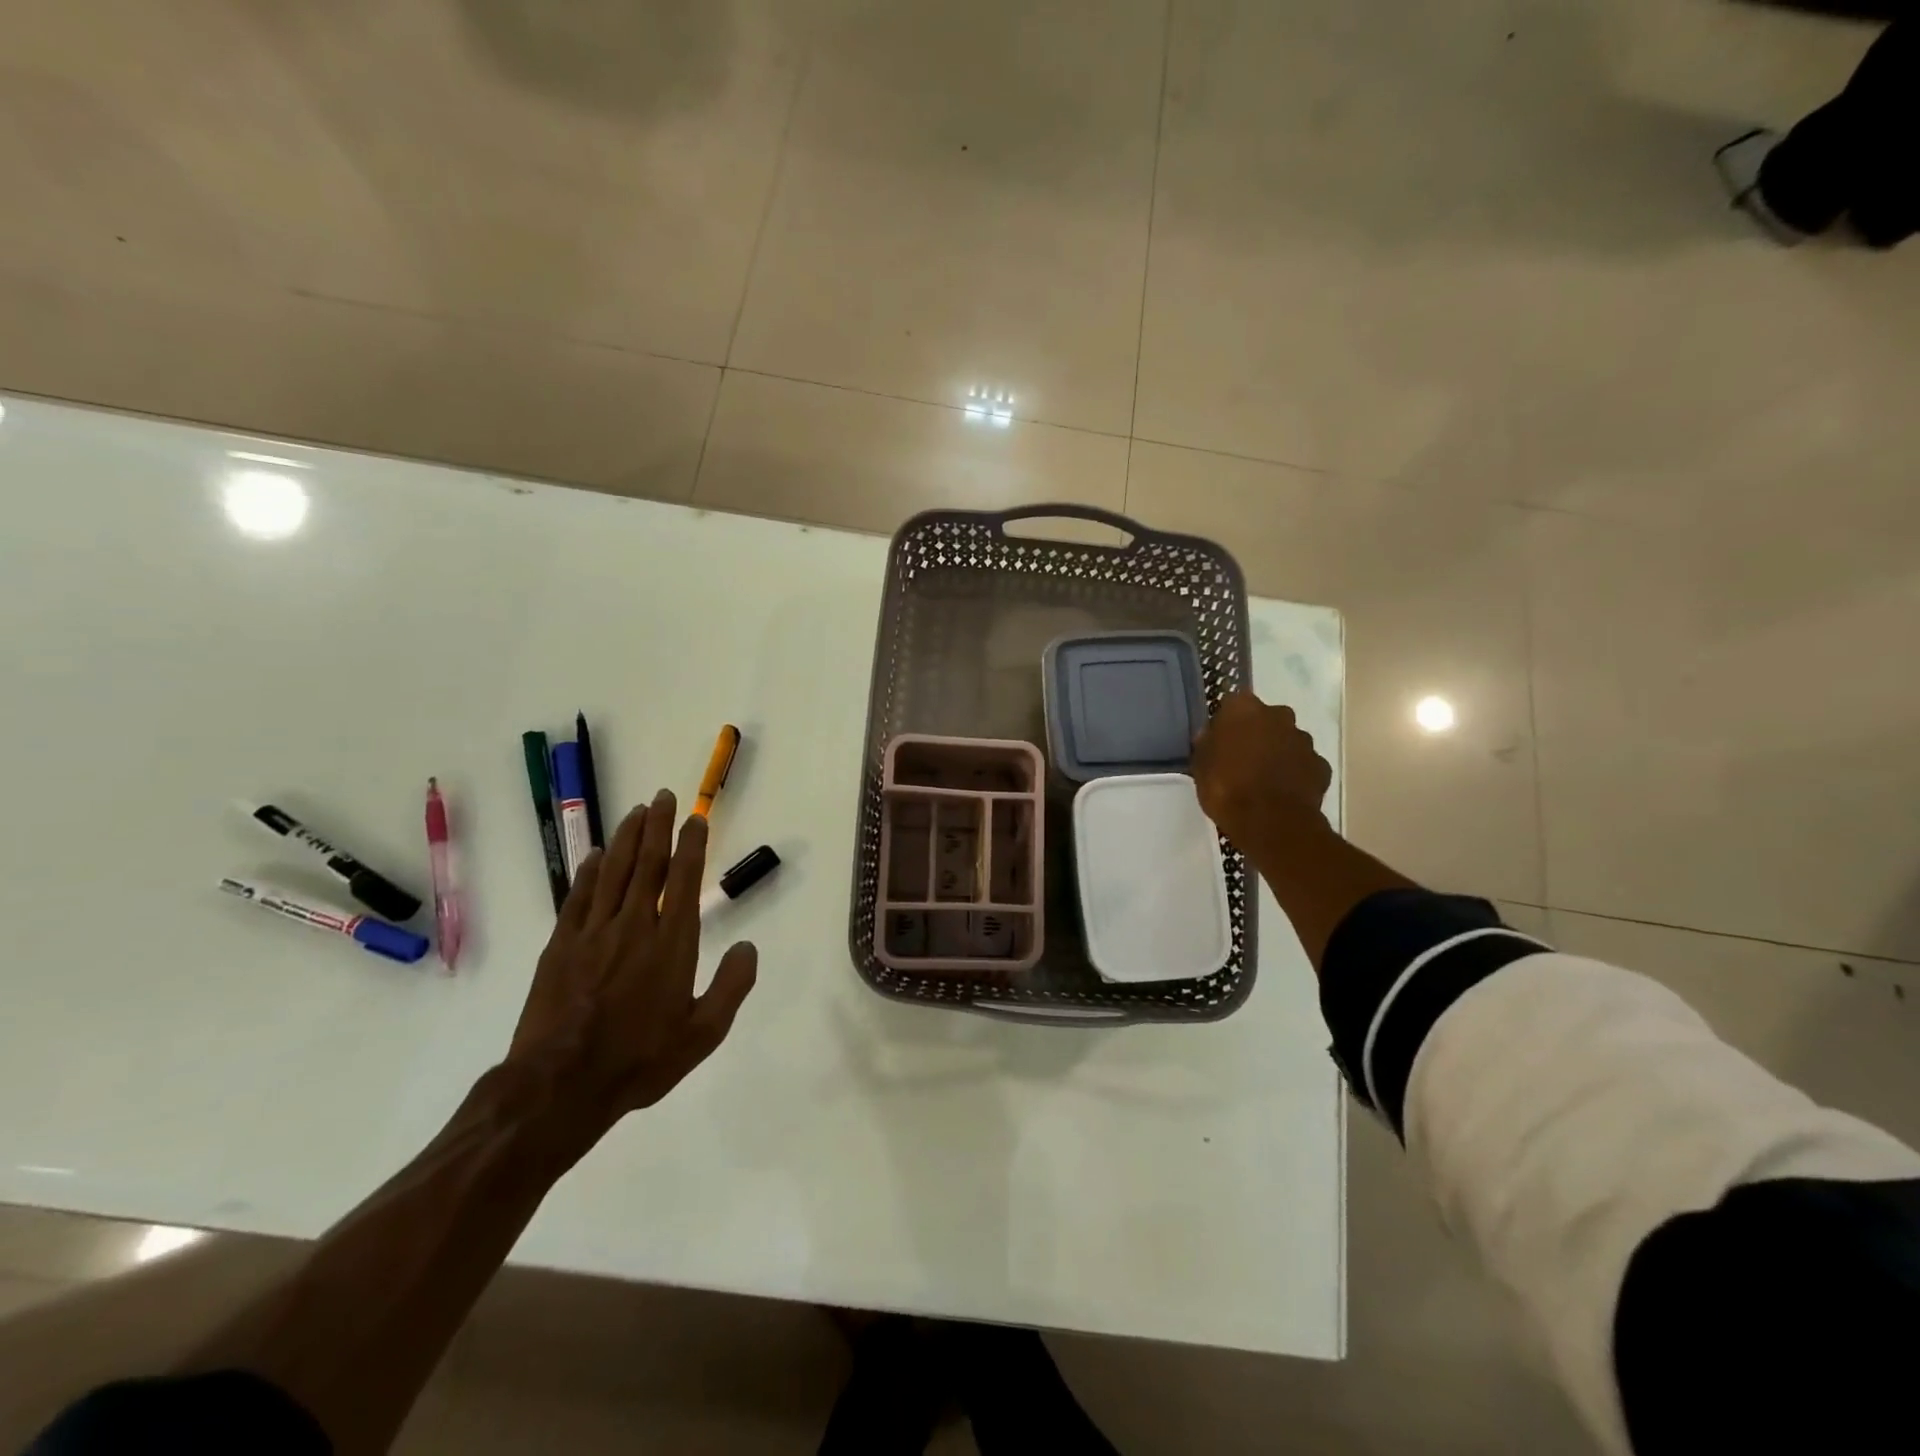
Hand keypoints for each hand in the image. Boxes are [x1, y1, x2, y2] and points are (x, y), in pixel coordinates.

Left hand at [505, 789, 757, 1143]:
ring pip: (612, 872)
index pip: (684, 880)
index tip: (695, 818)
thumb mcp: (703, 1034)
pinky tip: (594, 855)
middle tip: (661, 796)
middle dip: (657, 827)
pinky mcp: (560, 946)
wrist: (561, 1086)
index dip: (691, 845)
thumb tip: (748, 946)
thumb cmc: (640, 1060)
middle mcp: (635, 926)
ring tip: (635, 812)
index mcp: (672, 943)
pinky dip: (588, 872)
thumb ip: (732, 986)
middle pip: (647, 864)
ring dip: (625, 838)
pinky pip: (578, 897)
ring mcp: (593, 933)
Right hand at [1191, 691, 1332, 853]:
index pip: (1233, 704)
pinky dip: (1295, 773)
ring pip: (1287, 740)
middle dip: (1257, 734)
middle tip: (1242, 759)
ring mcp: (1304, 740)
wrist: (1271, 822)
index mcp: (1244, 709)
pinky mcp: (1321, 765)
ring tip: (1263, 780)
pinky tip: (1283, 792)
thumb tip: (1210, 736)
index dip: (1227, 723)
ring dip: (1278, 752)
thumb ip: (1207, 745)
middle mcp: (1278, 715)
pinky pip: (1304, 764)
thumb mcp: (1200, 767)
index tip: (1221, 742)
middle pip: (1265, 718)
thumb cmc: (1226, 788)